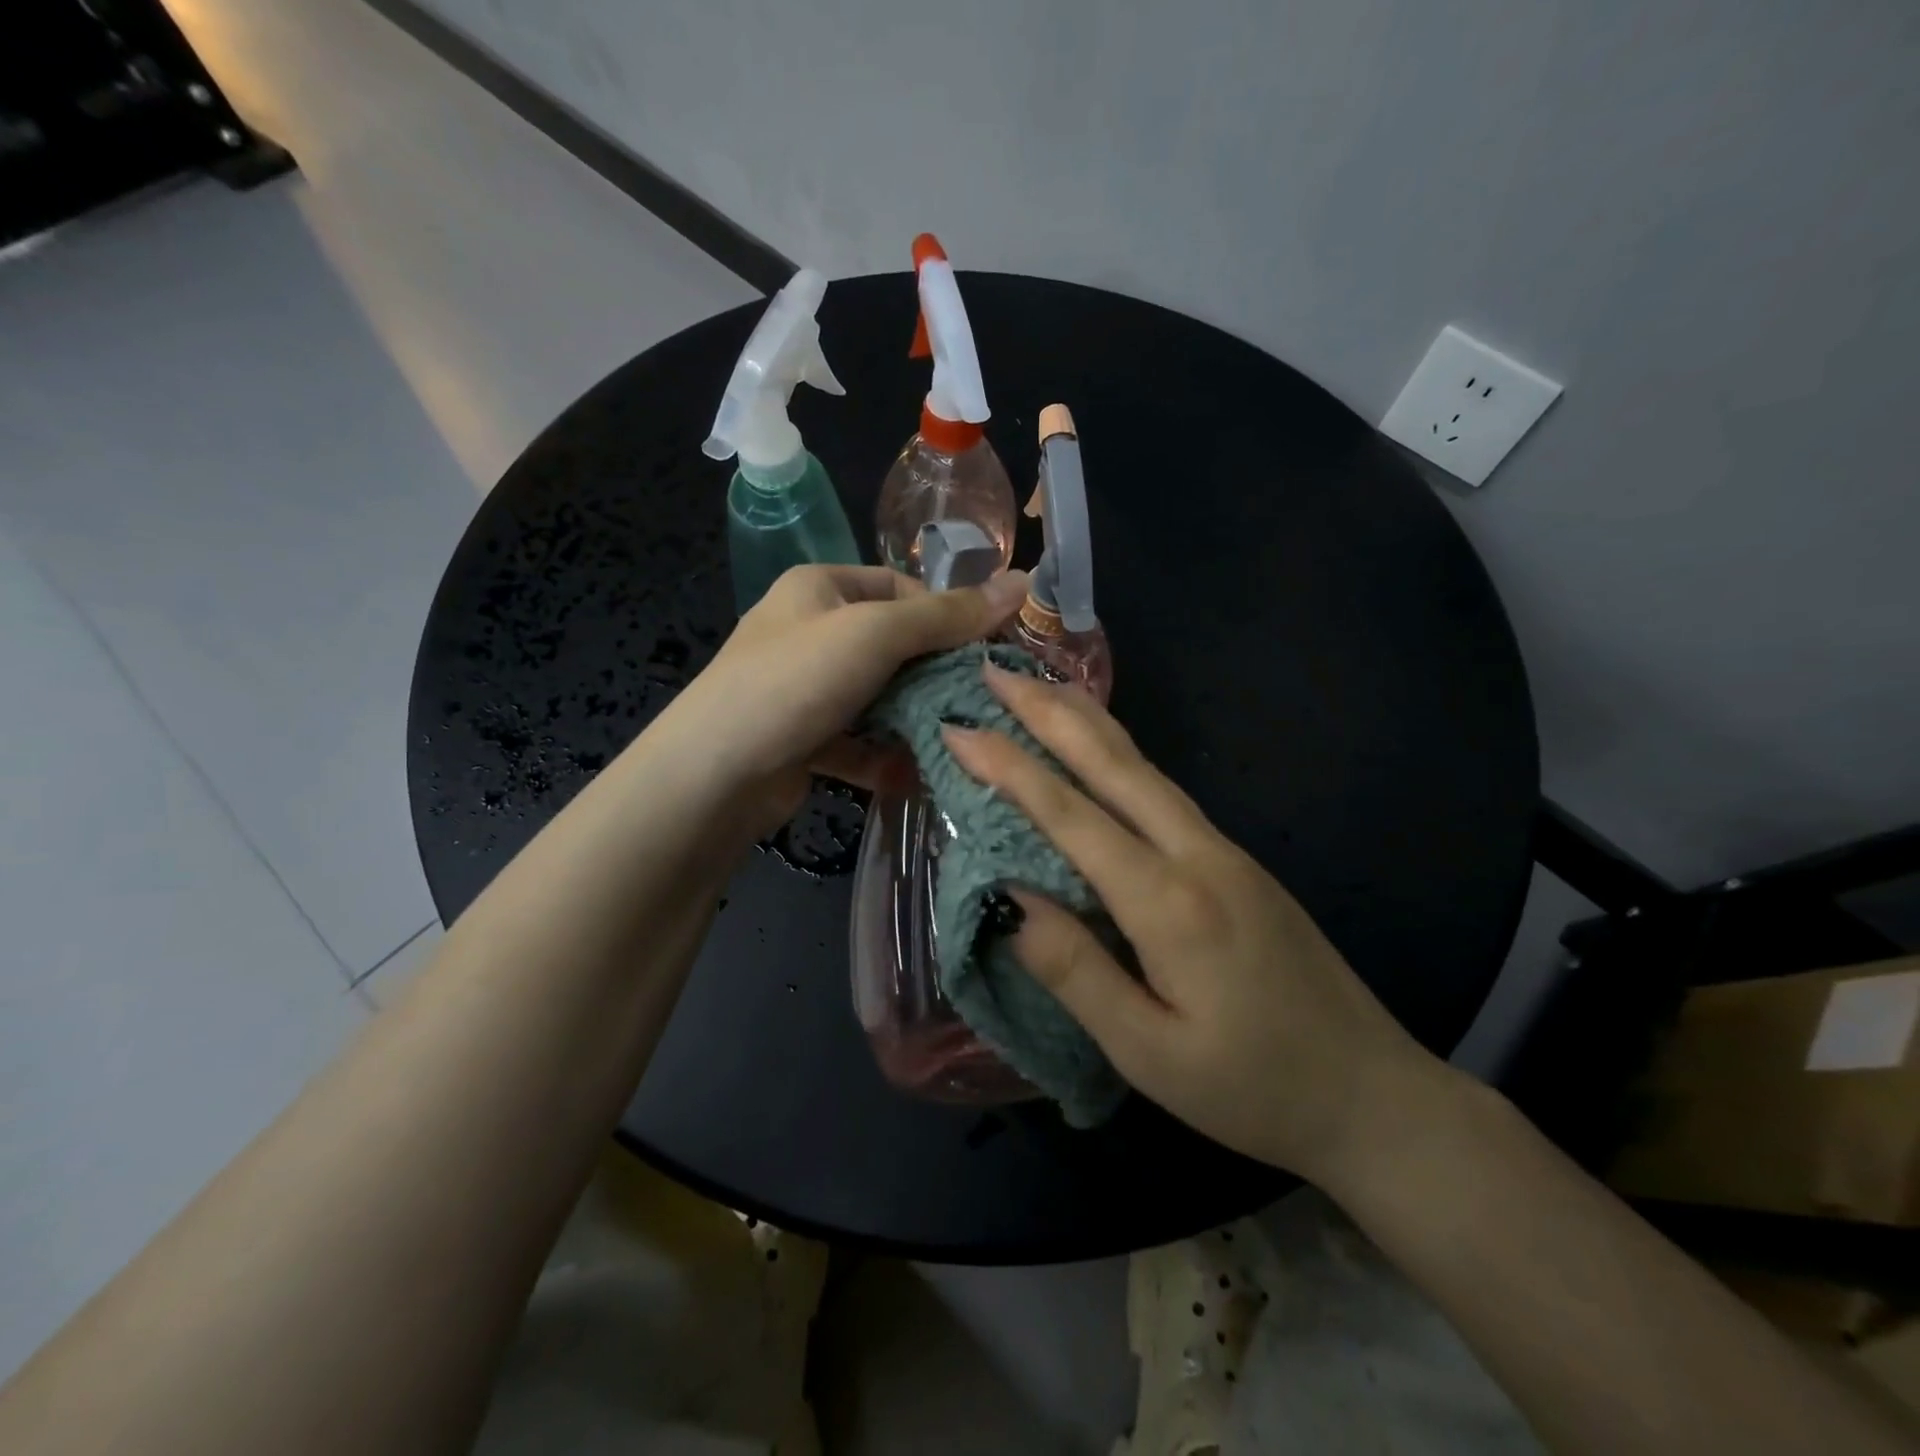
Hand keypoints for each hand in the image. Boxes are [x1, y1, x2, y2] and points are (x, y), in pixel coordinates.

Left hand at [659, 564, 1027, 837]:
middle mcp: (810, 633)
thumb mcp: (876, 633)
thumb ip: (947, 614)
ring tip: (958, 741)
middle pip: (892, 646)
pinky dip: (885, 758)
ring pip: (878, 698)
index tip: (986, 649)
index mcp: (819, 588)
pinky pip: (858, 741)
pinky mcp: (804, 740)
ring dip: (913, 721)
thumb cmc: (796, 681)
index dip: (945, 614)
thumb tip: (1021, 584)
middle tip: (981, 700)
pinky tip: (915, 777)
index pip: (899, 588)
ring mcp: (805, 690)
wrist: (715, 774)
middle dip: (934, 675)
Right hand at [941, 664, 1446, 1185]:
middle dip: (1048, 712)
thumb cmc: (1253, 1087)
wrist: (1374, 1094)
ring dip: (1086, 721)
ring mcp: (1225, 851)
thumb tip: (1008, 898)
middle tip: (995, 670)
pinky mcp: (1237, 861)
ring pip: (1144, 767)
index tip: (959, 728)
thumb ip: (1075, 970)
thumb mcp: (1148, 1052)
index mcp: (1169, 902)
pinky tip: (1101, 748)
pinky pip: (1164, 789)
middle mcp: (1198, 855)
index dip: (1010, 767)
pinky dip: (1119, 752)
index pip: (1072, 816)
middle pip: (1114, 764)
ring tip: (1039, 686)